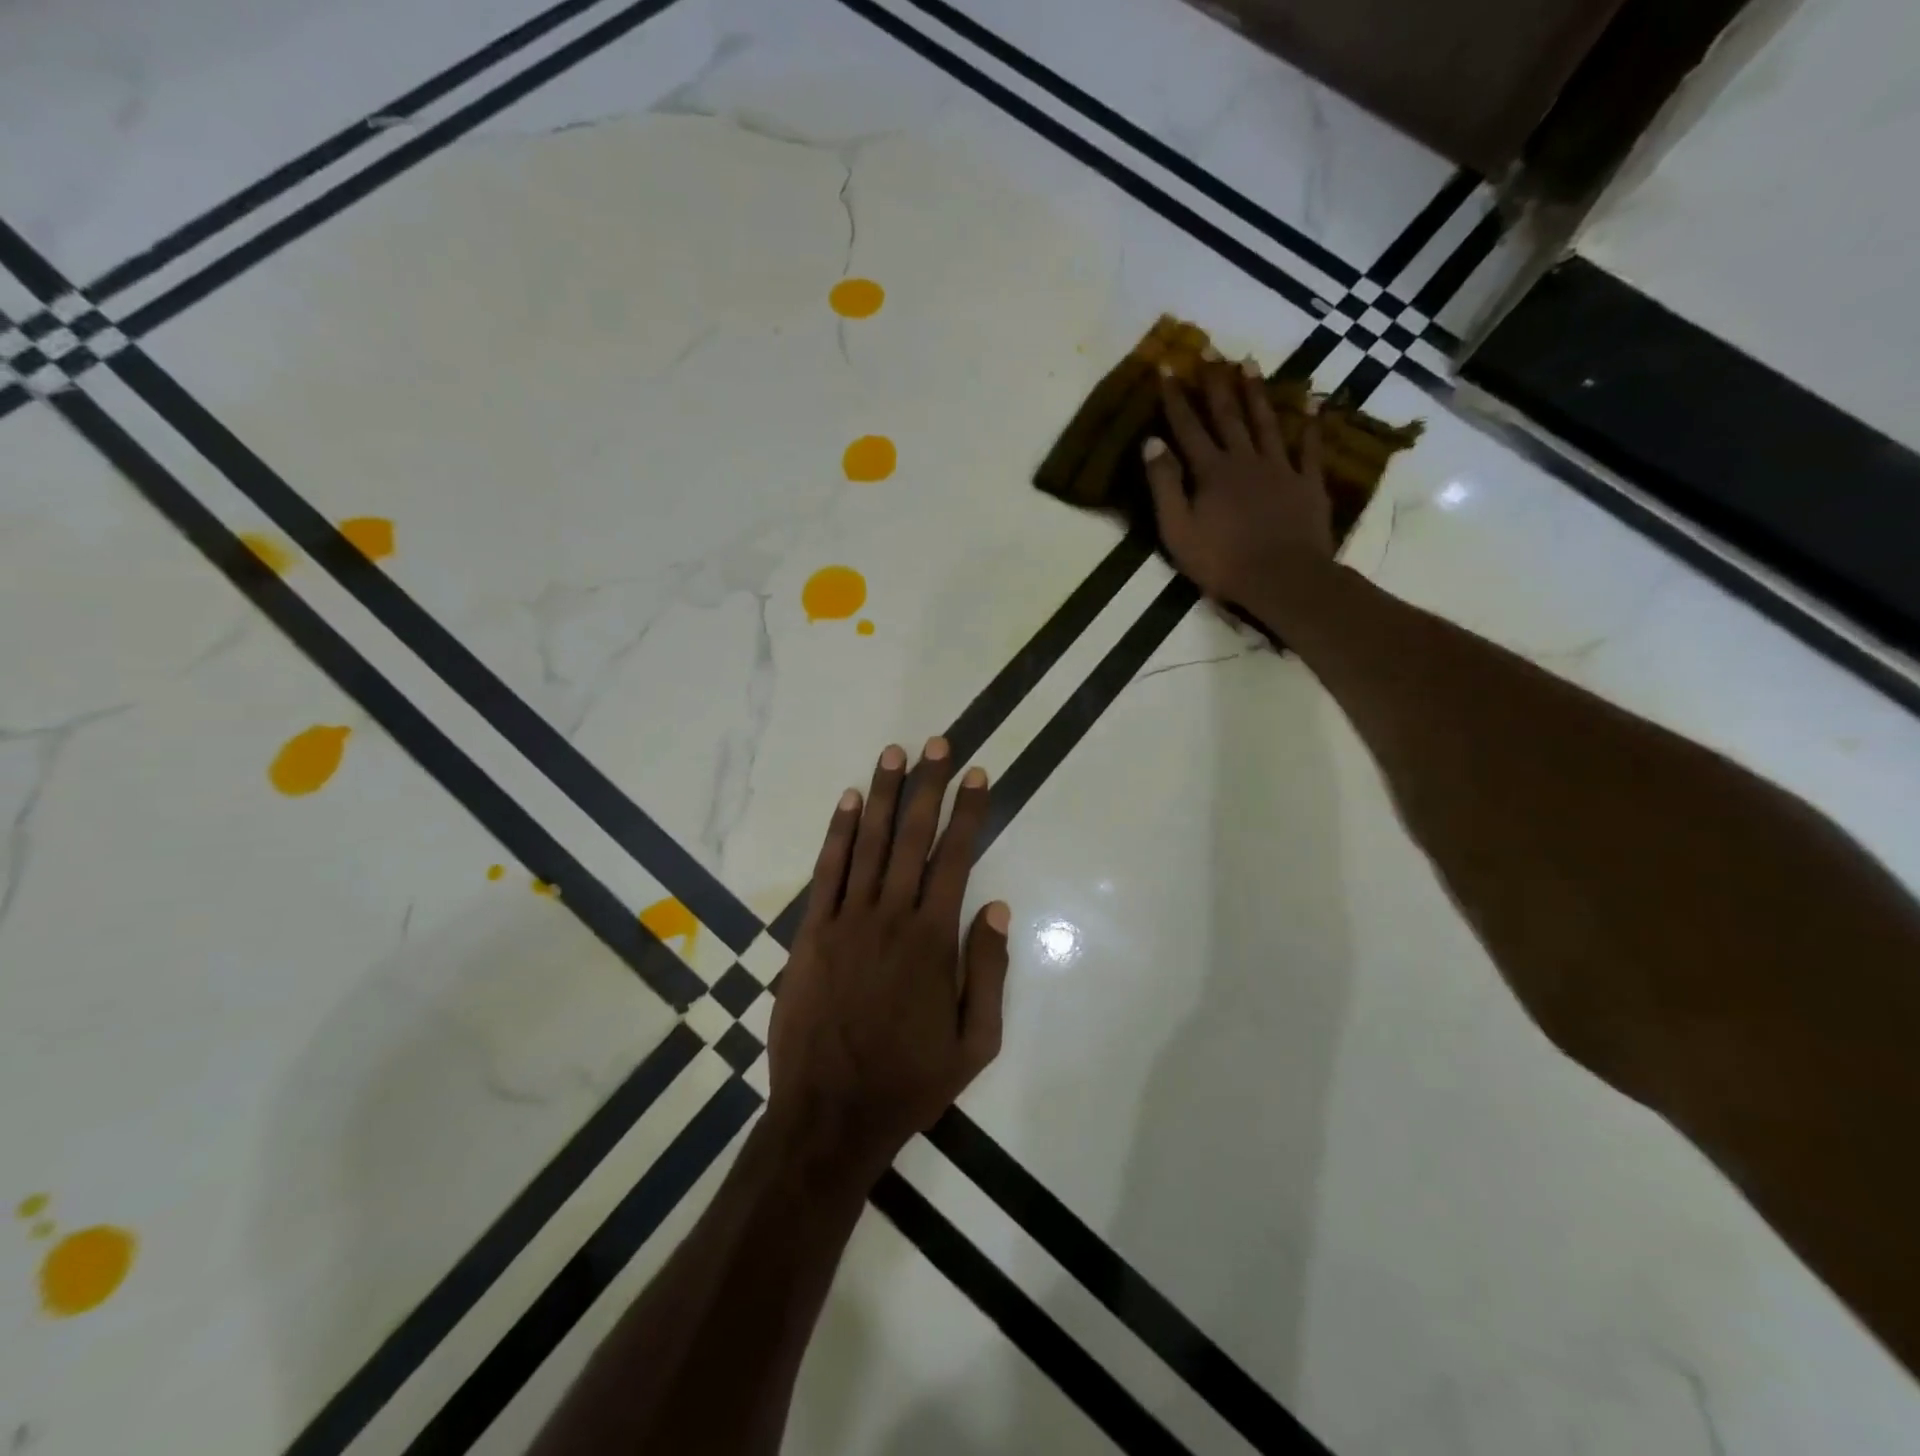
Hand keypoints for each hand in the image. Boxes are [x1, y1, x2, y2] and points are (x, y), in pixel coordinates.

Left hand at [766, 738, 1010, 1177]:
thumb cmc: (910, 1080)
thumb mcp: (976, 1042)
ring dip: (885, 795)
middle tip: (938, 743)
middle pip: (913, 837)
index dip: (969, 812)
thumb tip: (995, 906)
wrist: (831, 1114)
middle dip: (929, 786)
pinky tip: (849, 801)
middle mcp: (891, 916)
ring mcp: (846, 920)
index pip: (955, 857)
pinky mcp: (811, 933)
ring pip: (869, 843)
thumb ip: (988, 970)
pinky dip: (839, 833)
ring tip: (895, 753)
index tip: (978, 775)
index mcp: (933, 939)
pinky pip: (827, 871)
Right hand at [1143, 355, 1332, 605]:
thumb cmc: (1222, 562)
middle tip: (1210, 350)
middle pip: (1227, 415)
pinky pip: (1310, 447)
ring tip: (1249, 362)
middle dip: (1215, 382)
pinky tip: (1314, 400)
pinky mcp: (1307, 484)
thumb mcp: (1177, 531)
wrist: (1282, 578)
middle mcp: (1244, 460)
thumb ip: (1164, 486)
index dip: (1175, 398)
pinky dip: (1311, 423)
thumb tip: (1151, 443)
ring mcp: (1280, 469)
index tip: (1167, 368)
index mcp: (1211, 472)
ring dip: (1256, 392)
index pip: (1187, 428)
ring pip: (1266, 422)